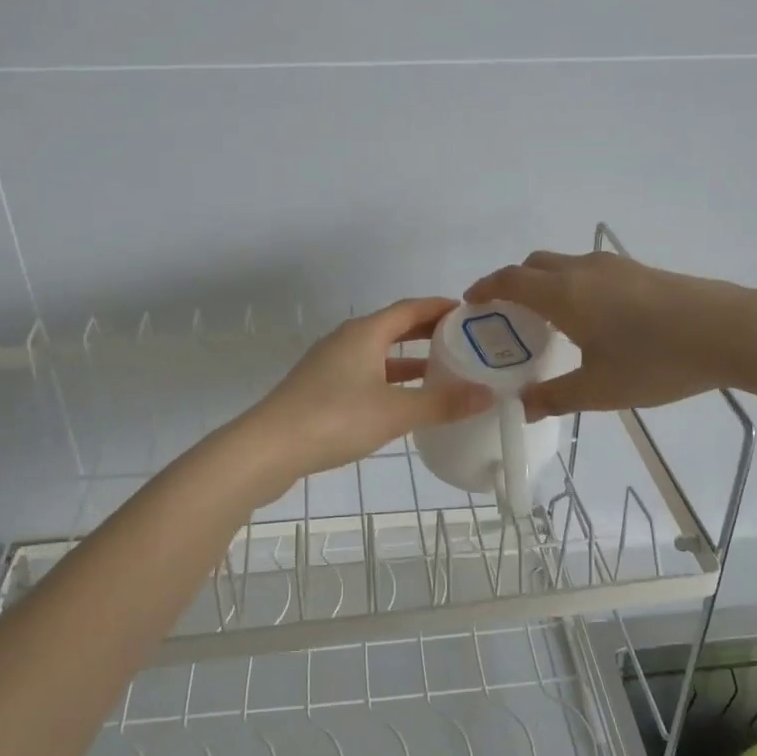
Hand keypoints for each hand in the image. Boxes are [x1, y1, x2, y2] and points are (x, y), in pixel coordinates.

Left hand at [241, 298, 492, 486]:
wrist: (268, 448)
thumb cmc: (334, 418)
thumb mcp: (395, 412)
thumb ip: (442, 403)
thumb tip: (488, 395)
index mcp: (365, 333)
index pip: (410, 308)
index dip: (440, 308)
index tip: (470, 313)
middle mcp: (347, 340)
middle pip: (394, 327)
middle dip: (428, 333)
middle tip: (464, 342)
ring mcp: (330, 364)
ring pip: (379, 354)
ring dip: (409, 360)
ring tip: (443, 372)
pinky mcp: (320, 389)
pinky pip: (365, 374)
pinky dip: (390, 380)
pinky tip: (404, 402)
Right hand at [466, 251, 755, 417]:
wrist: (731, 331)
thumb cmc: (656, 361)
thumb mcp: (600, 390)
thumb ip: (555, 397)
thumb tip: (522, 406)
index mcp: (563, 294)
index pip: (509, 280)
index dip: (484, 288)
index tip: (470, 303)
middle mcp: (582, 269)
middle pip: (533, 265)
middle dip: (512, 284)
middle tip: (507, 317)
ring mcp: (614, 265)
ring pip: (563, 264)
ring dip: (544, 283)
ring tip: (548, 320)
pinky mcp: (640, 270)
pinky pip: (589, 270)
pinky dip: (572, 285)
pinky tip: (592, 318)